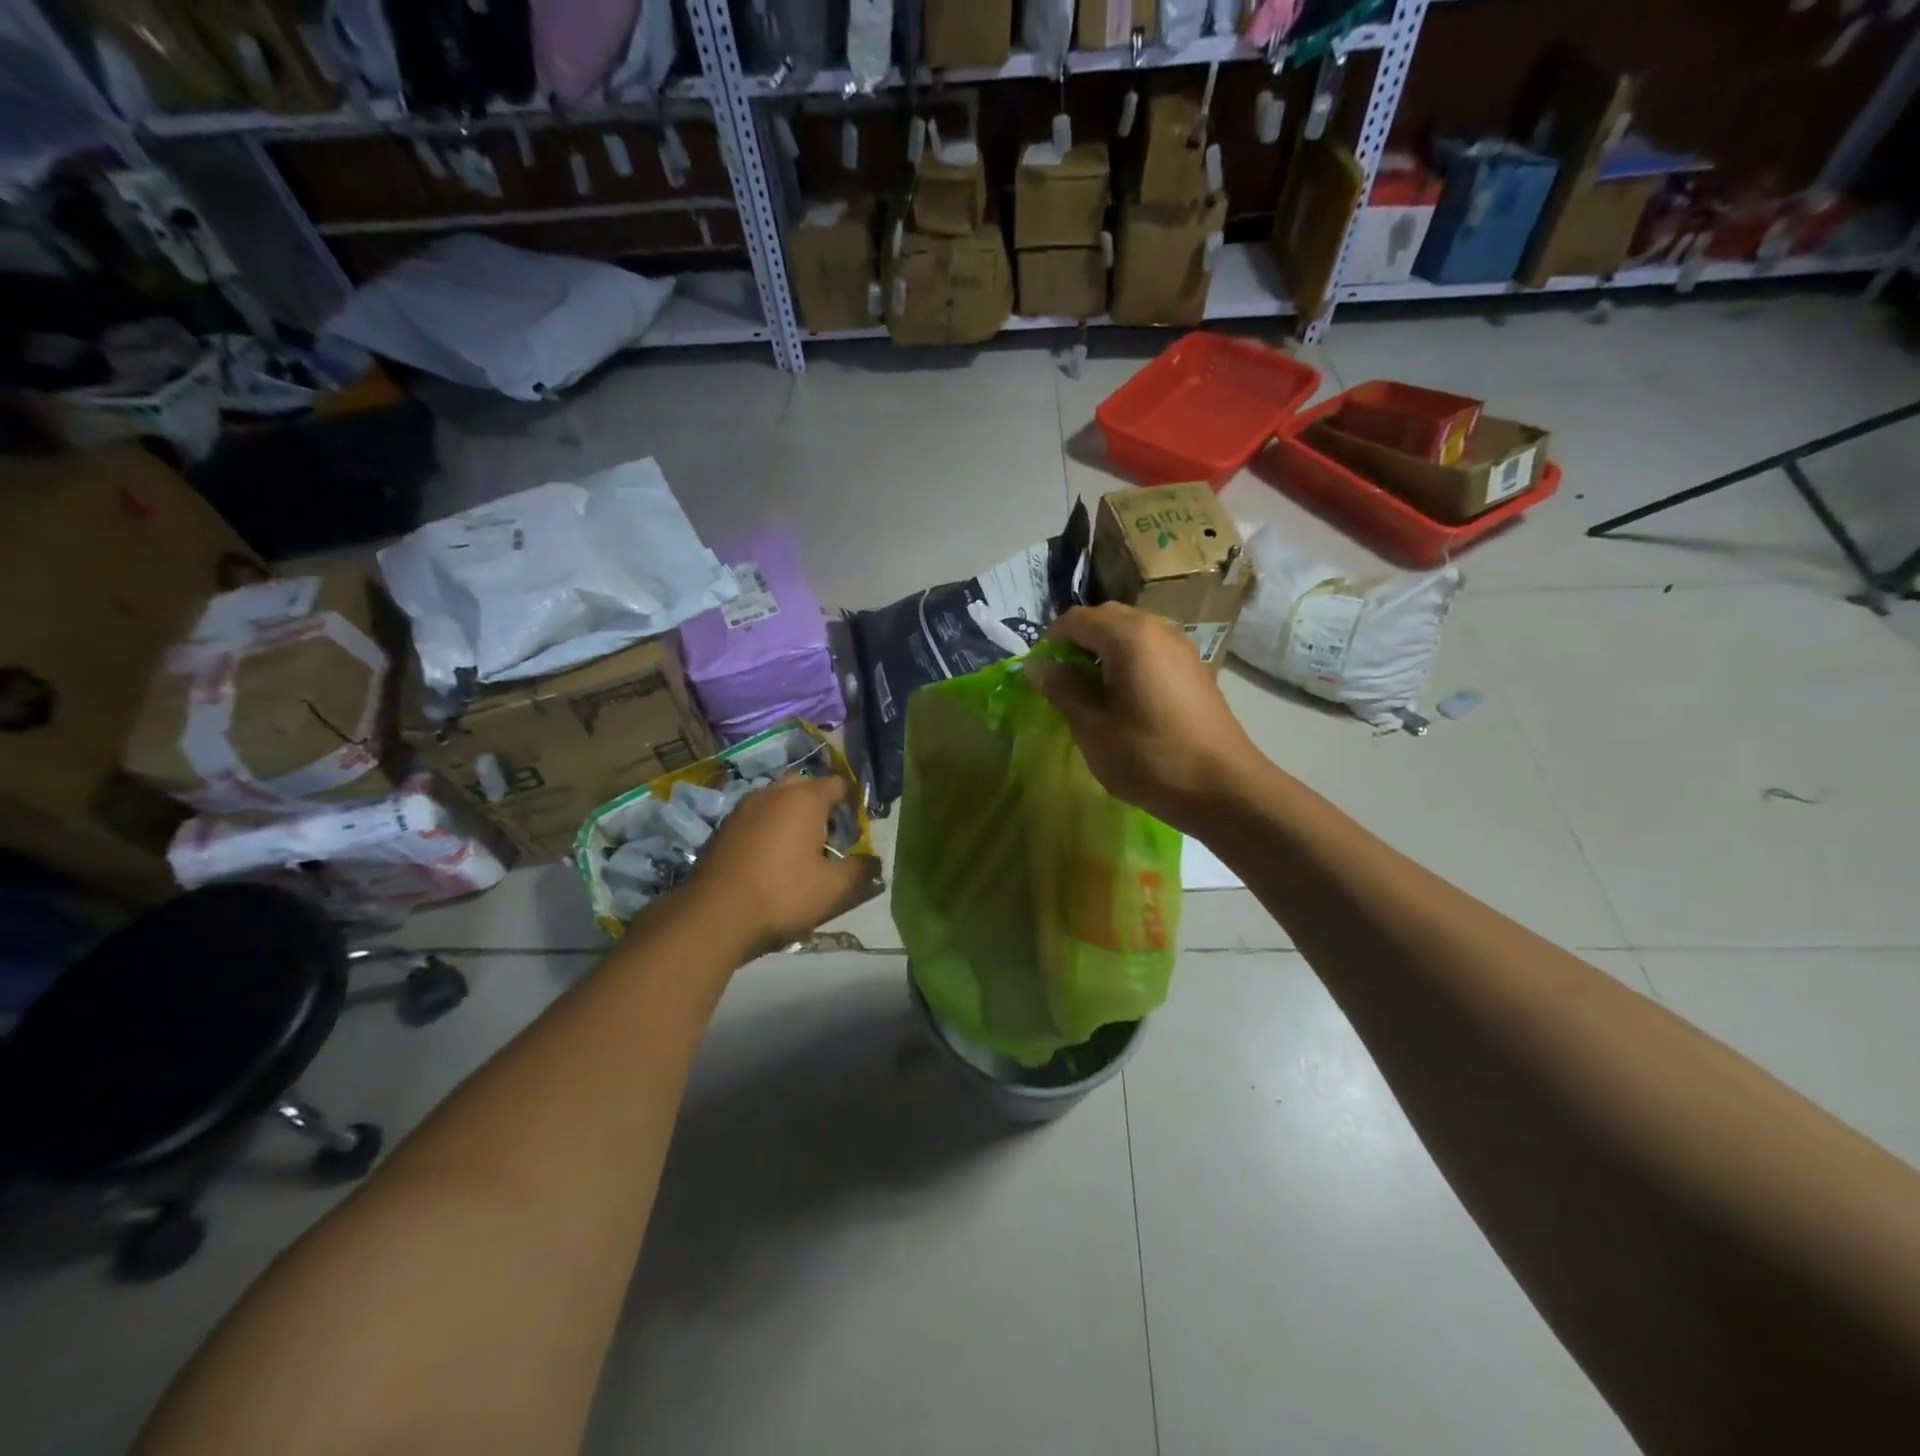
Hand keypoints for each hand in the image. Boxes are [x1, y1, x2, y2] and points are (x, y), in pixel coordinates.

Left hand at [689, 774, 879, 954]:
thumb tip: (875, 863)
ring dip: (791, 817)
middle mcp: (774, 792)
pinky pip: (756, 818)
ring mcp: (744, 808)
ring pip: (777, 800)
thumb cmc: (782, 895)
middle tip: (827, 840)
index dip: (852, 806)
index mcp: (805, 799)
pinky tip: (768, 861)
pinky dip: (767, 829)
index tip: (855, 834)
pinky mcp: (723, 827)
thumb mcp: (834, 889)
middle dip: (820, 807)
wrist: (713, 916)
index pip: (839, 785)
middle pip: (805, 787)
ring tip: (797, 852)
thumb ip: (862, 871)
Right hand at [1028, 603, 1261, 835]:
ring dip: (1103, 654)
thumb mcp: (1093, 727)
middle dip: (1077, 644)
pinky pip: (1152, 651)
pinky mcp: (1195, 670)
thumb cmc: (1150, 757)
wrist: (1224, 788)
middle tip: (1063, 684)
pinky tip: (1126, 702)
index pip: (1075, 619)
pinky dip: (1129, 664)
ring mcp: (1182, 648)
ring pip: (1131, 634)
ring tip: (1092, 695)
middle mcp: (1158, 629)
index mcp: (1129, 636)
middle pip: (1106, 619)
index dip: (1050, 642)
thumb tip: (1036, 666)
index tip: (1041, 677)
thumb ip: (1062, 689)